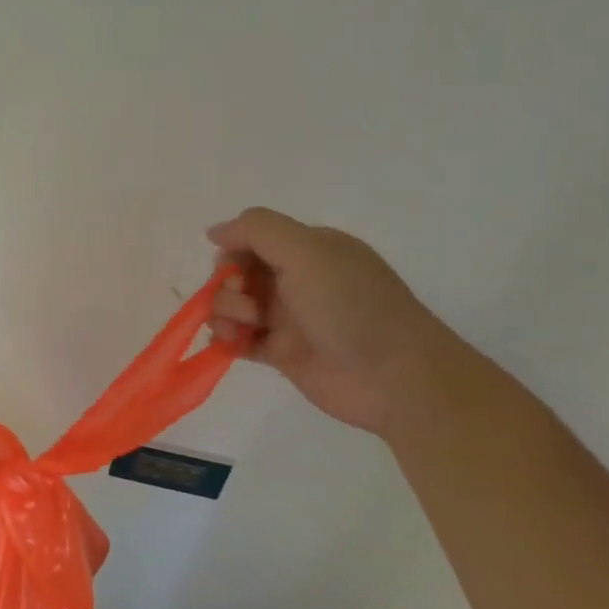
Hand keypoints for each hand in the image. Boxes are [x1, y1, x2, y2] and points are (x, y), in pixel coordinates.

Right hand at [206, 207, 466, 435]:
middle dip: (226, 284)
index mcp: (309, 250)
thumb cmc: (351, 307)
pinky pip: (237, 339)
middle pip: (236, 272)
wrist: (394, 379)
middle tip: (247, 301)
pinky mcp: (280, 353)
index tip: (234, 269)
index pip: (253, 239)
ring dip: (224, 312)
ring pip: (232, 305)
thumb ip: (256, 230)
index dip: (233, 251)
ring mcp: (288, 318)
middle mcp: (297, 280)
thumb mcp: (307, 251)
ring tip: (242, 329)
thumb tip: (214, 231)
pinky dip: (226, 339)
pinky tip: (231, 344)